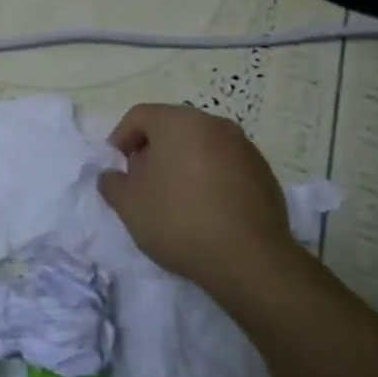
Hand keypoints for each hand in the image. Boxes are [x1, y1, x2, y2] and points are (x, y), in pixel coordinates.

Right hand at [97, 104, 302, 305]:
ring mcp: (245, 148)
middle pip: (172, 128)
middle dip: (153, 150)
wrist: (249, 260)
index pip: (139, 116)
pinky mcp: (265, 174)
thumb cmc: (179, 220)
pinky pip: (226, 165)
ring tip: (174, 198)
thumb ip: (112, 183)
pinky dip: (210, 177)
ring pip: (201, 146)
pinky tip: (205, 209)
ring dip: (183, 163)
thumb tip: (113, 176)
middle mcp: (215, 125)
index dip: (121, 138)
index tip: (117, 167)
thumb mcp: (128, 205)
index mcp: (179, 122)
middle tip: (142, 181)